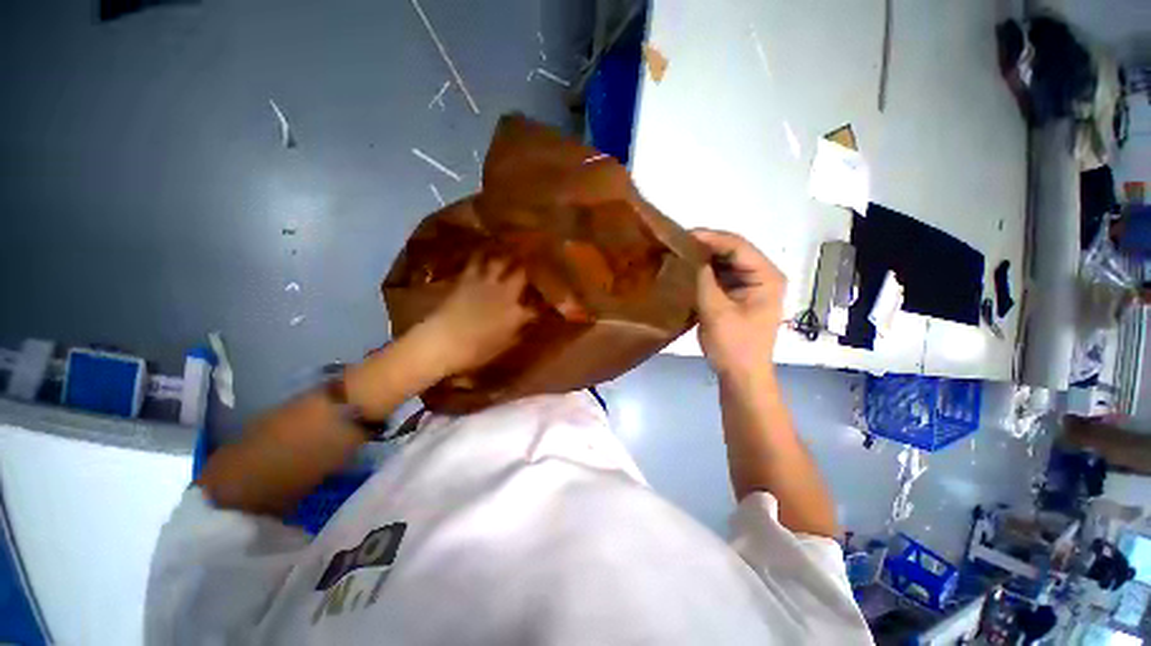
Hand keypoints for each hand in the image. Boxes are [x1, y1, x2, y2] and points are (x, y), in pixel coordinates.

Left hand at [419, 257, 534, 376]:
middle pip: (521, 276)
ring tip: (512, 247)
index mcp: (516, 314)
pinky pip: (476, 261)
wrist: (442, 342)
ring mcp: (486, 284)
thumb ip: (517, 332)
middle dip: (528, 269)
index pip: (536, 307)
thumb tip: (526, 323)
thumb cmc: (474, 352)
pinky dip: (481, 254)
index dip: (542, 304)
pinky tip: (484, 249)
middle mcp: (505, 294)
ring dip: (507, 255)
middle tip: (533, 261)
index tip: (546, 302)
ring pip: (501, 262)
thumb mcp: (502, 346)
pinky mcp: (467, 279)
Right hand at [693, 229, 786, 378]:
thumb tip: (691, 256)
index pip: (737, 246)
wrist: (741, 376)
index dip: (710, 238)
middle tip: (677, 243)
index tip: (682, 235)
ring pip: (725, 263)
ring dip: (704, 259)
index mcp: (766, 276)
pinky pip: (721, 277)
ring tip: (679, 253)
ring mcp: (751, 286)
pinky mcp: (739, 296)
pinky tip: (687, 270)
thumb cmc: (734, 346)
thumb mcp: (716, 311)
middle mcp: (762, 275)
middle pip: (733, 251)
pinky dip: (705, 272)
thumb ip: (704, 280)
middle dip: (705, 246)